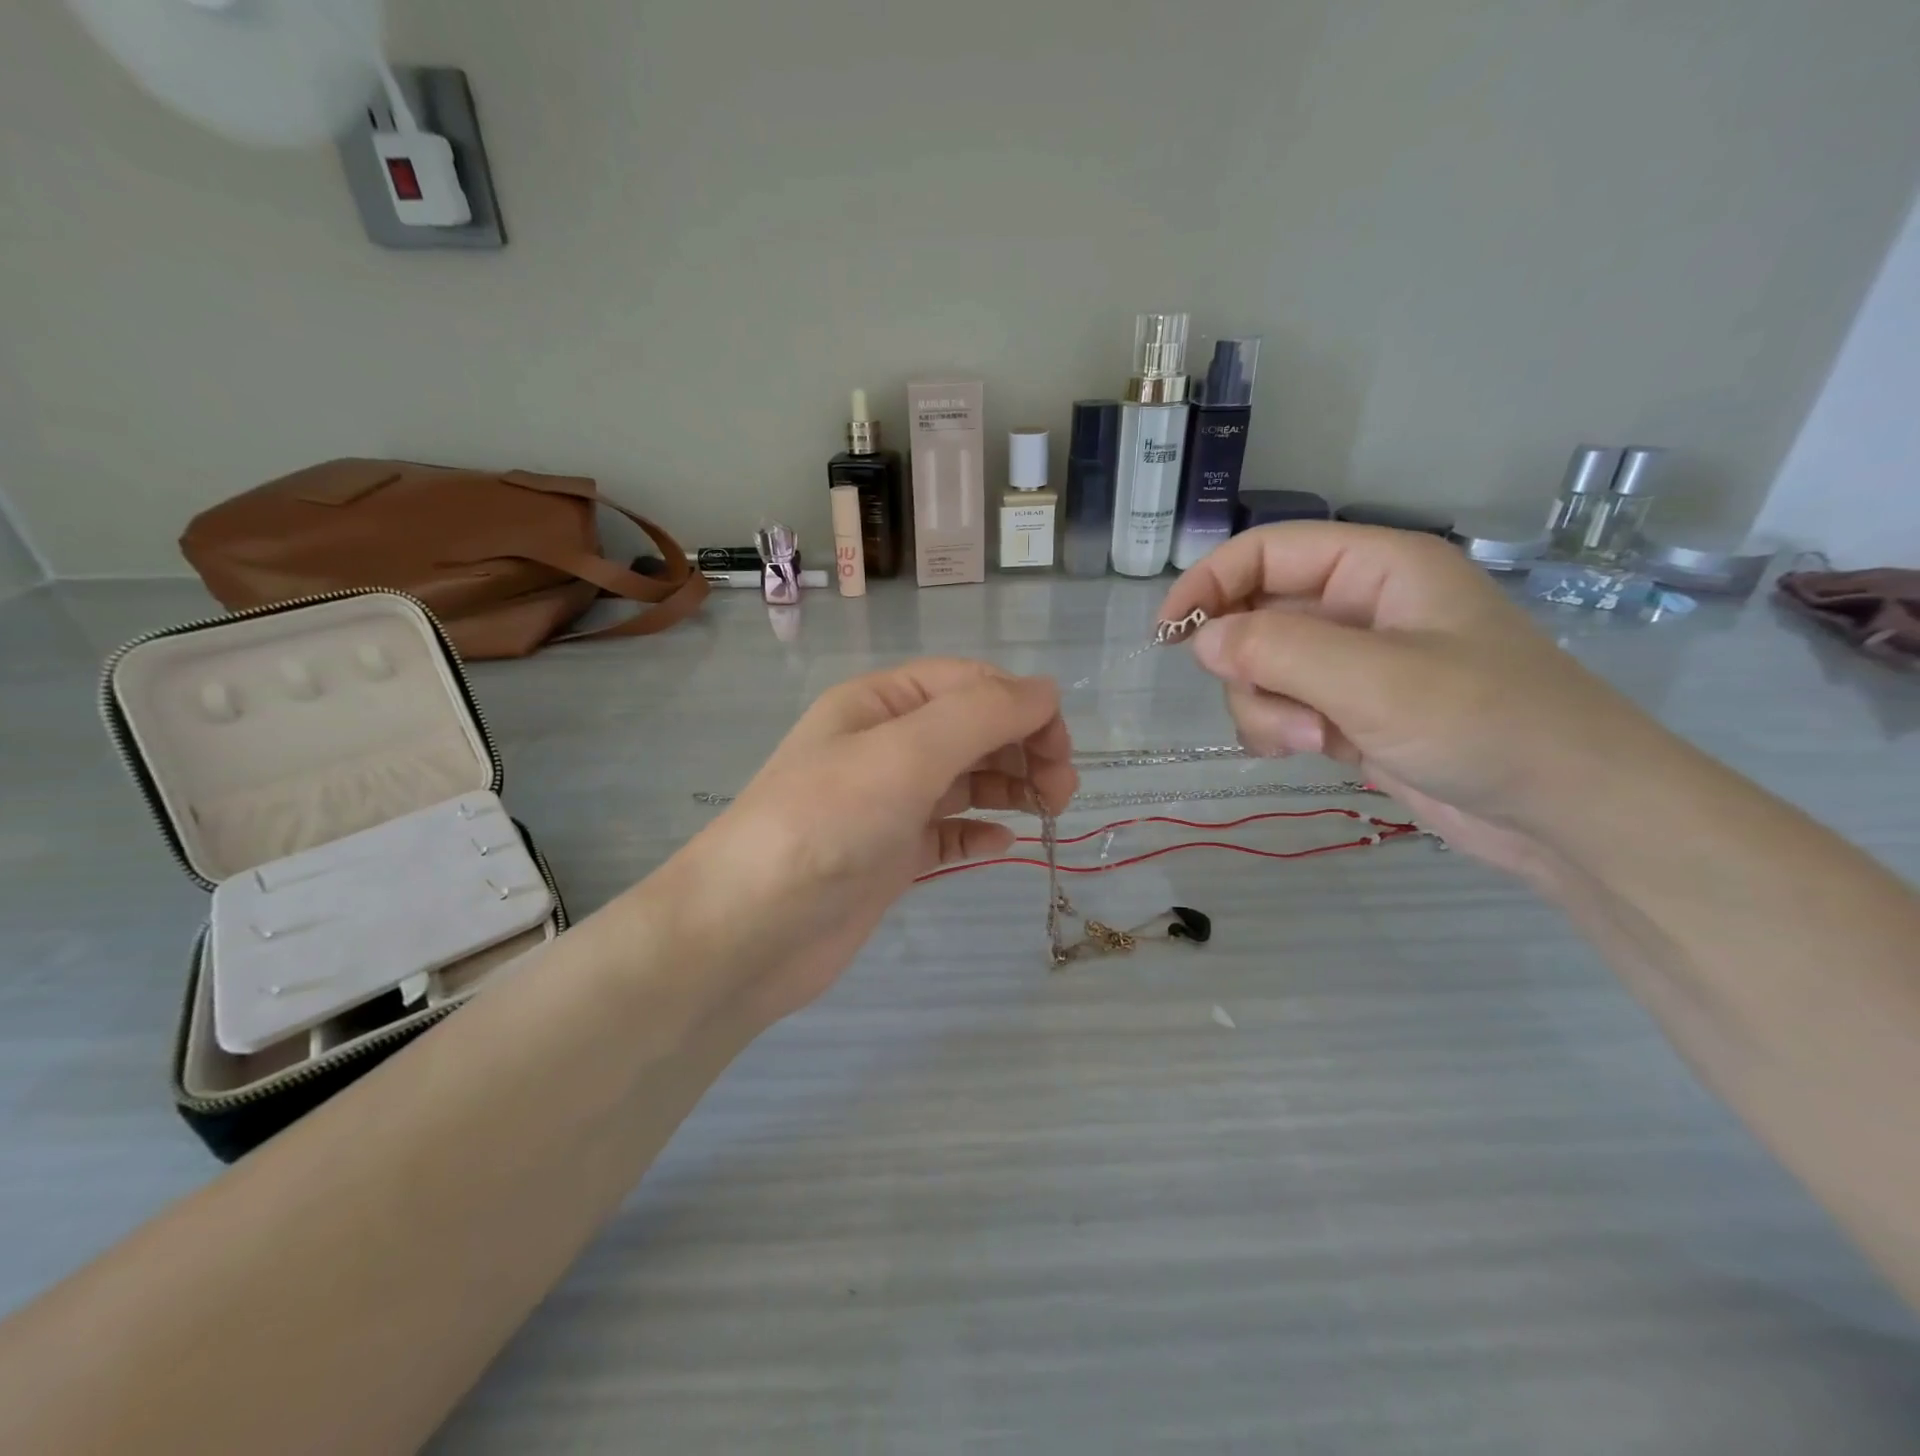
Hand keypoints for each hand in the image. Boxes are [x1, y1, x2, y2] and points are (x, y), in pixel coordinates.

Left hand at [639, 659, 1075, 1029]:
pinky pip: (947, 832)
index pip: (969, 684)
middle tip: (1062, 789)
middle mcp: (883, 745)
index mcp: (880, 703)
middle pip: (972, 729)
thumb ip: (980, 715)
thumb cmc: (825, 825)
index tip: (1061, 748)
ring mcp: (885, 803)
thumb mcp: (904, 754)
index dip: (1022, 705)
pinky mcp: (888, 856)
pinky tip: (1002, 845)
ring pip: (965, 780)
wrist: (746, 931)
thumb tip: (1045, 690)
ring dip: (1010, 786)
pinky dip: (978, 832)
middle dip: (1023, 747)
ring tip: (1048, 810)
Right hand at [1159, 523, 1673, 875]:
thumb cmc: (1487, 725)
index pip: (1267, 552)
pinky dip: (1282, 730)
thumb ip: (1277, 650)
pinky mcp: (1350, 712)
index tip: (1167, 633)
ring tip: (1315, 741)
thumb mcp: (1375, 680)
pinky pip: (1283, 707)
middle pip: (1256, 616)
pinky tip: (1317, 753)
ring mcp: (1354, 664)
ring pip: (1262, 670)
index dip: (1210, 582)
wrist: (1567, 813)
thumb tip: (1200, 639)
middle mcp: (1360, 607)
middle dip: (1250, 667)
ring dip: (1267, 708)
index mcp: (1377, 569)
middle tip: (1278, 708)